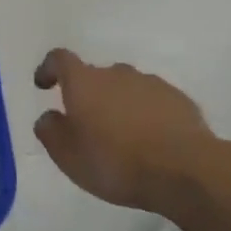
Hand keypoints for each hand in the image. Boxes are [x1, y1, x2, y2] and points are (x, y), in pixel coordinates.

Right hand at [33, 49, 221, 210]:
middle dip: (88, 95)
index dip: (49, 69)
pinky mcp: (179, 100)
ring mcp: (151, 84)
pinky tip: (150, 141)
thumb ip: (50, 131)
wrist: (186, 171)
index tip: (44, 85)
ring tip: (122, 136)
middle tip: (87, 125)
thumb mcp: (68, 156)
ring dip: (118, 104)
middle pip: (95, 76)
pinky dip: (145, 114)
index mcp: (84, 82)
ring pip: (126, 88)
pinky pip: (153, 101)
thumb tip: (49, 117)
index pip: (60, 59)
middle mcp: (116, 73)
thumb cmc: (116, 162)